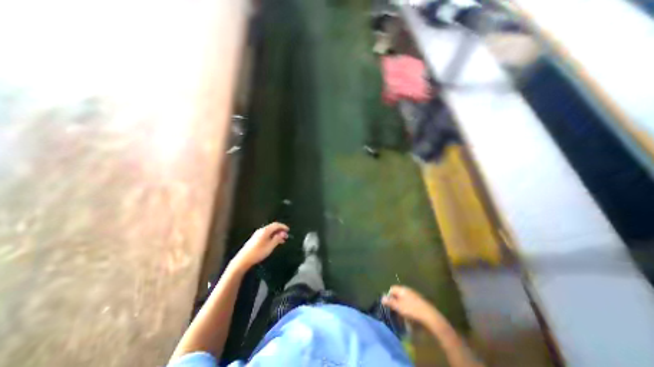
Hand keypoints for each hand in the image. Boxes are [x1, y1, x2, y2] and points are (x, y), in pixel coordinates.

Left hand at [232, 220, 287, 268]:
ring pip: (270, 231)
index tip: (288, 230)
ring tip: (281, 240)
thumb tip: (283, 234)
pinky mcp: (255, 239)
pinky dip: (272, 236)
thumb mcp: (270, 246)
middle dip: (280, 230)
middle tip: (286, 235)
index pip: (276, 225)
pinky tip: (274, 242)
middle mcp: (261, 230)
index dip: (283, 226)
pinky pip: (266, 234)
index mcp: (265, 231)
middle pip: (273, 227)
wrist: (243, 260)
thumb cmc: (257, 253)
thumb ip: (277, 239)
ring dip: (276, 234)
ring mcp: (257, 234)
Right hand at [385, 285, 444, 325]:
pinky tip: (410, 315)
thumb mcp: (398, 307)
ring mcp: (414, 295)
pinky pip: (410, 302)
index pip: (392, 289)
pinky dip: (408, 307)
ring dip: (402, 305)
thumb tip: (382, 298)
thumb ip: (390, 302)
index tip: (389, 306)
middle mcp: (408, 290)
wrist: (430, 316)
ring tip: (402, 315)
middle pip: (398, 294)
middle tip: (395, 311)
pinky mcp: (420, 301)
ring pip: (404, 298)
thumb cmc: (412, 310)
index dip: (389, 296)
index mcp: (402, 289)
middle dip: (395, 301)